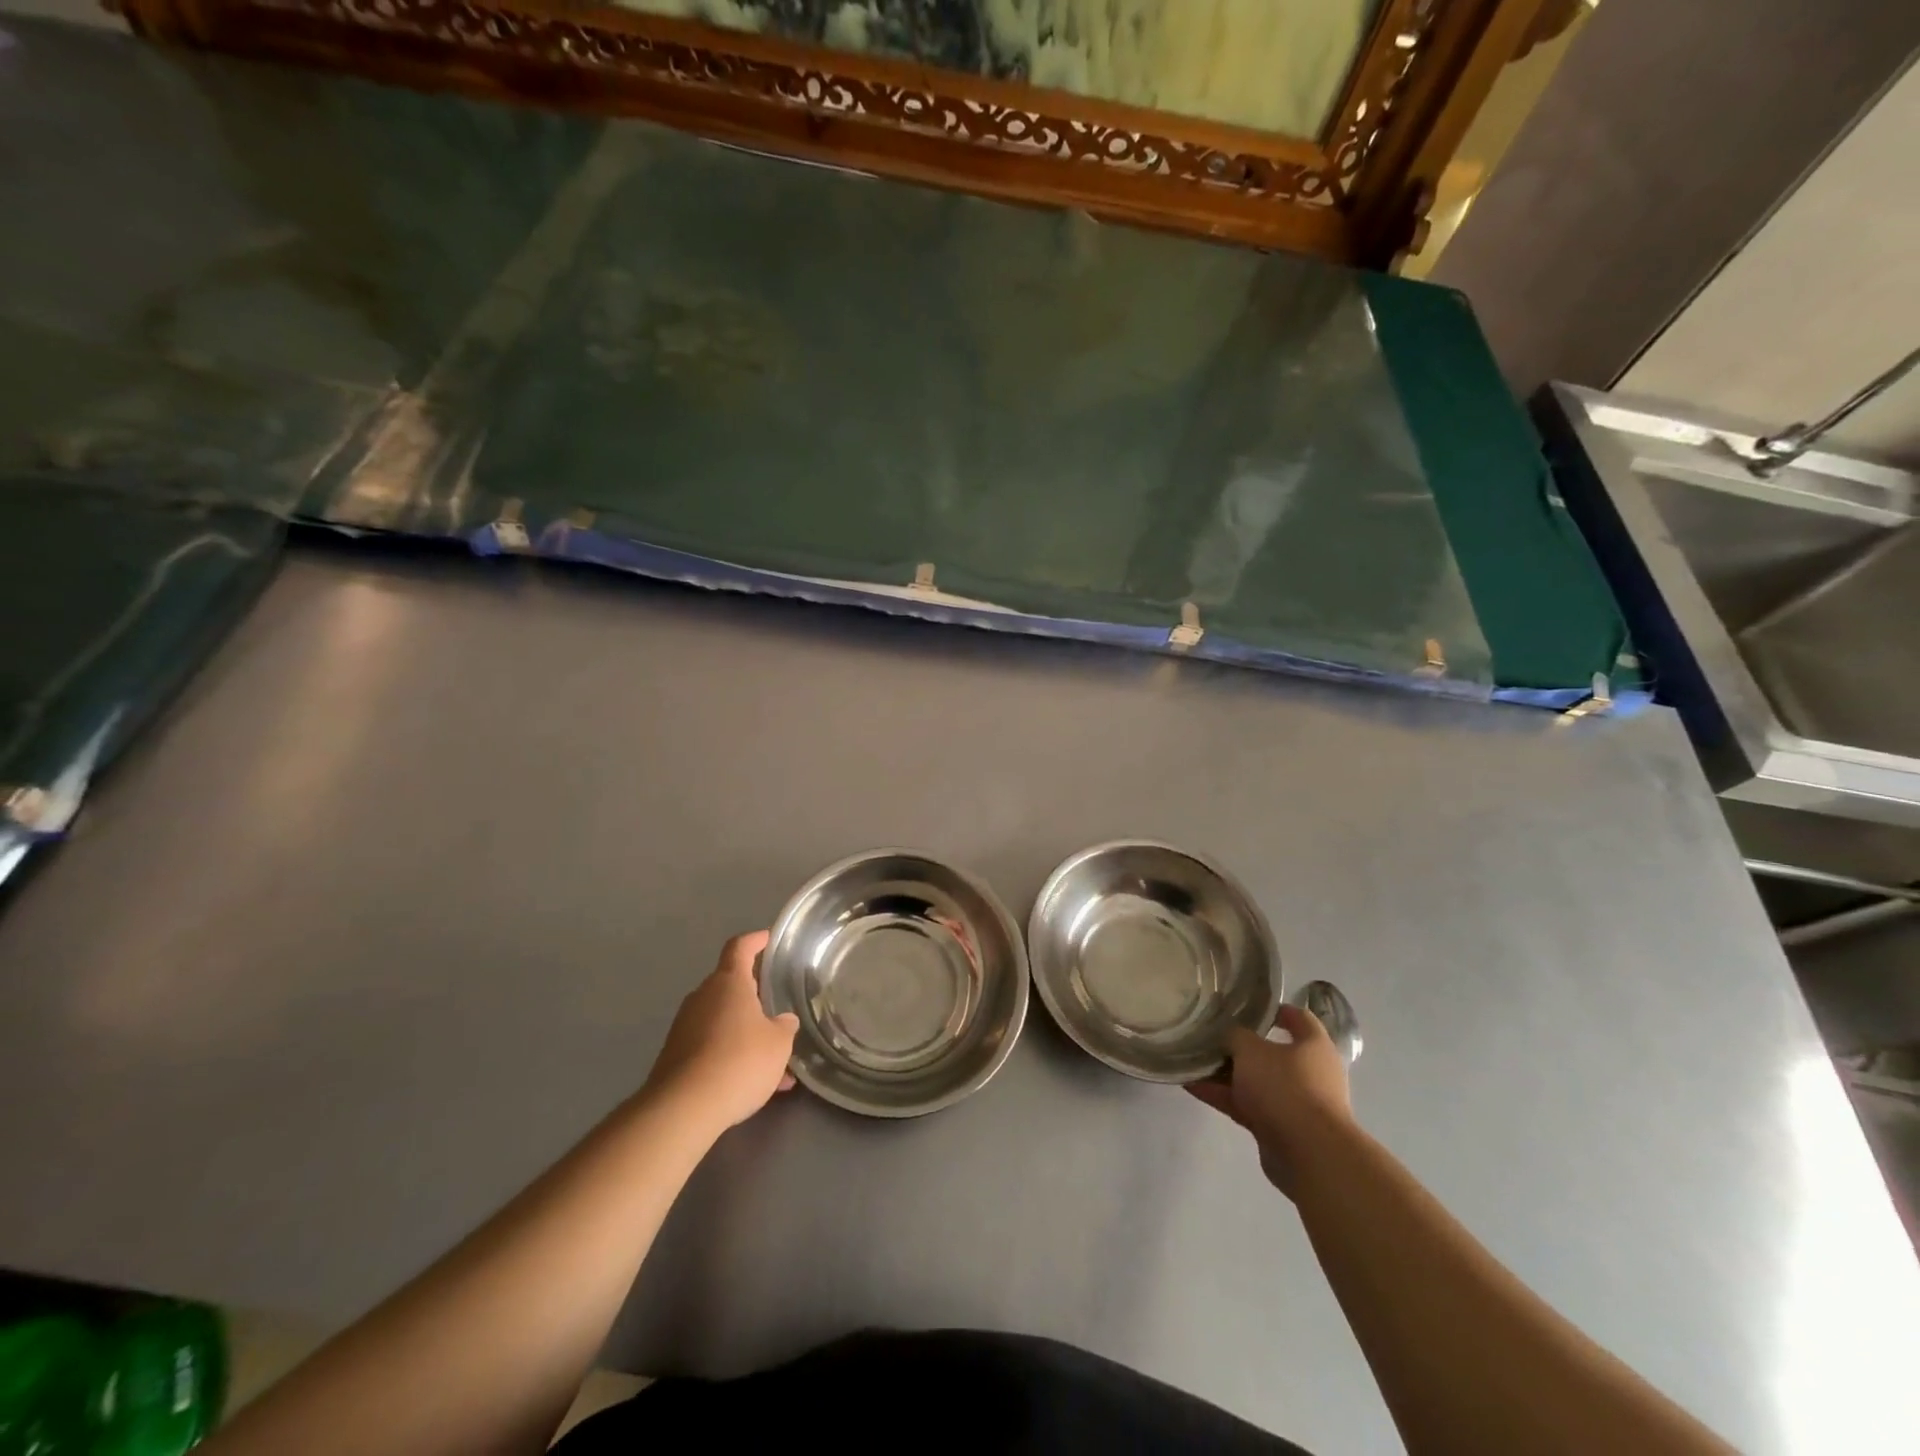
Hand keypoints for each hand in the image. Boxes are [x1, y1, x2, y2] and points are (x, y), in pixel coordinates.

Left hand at [644, 931, 799, 1133]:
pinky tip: (753, 1086)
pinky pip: (711, 1047)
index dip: (755, 941)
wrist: (683, 1109)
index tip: (767, 938)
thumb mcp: (778, 1044)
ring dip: (745, 1033)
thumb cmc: (739, 1061)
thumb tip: (783, 1021)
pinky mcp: (675, 1057)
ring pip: (723, 1021)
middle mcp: (703, 997)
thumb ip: (784, 1027)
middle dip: (753, 997)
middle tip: (777, 1008)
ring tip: (774, 1061)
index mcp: (729, 983)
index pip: (740, 948)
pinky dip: (731, 1057)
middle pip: (730, 986)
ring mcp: (685, 1027)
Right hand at [1188, 1003, 1354, 1199]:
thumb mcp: (1251, 1049)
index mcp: (1314, 1046)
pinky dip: (1223, 1097)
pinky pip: (1248, 1106)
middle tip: (1212, 1035)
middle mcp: (1310, 1073)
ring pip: (1257, 1081)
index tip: (1248, 1006)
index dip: (1275, 1010)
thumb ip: (1236, 1036)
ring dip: (1227, 1074)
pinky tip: (1192, 1086)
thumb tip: (1230, 1036)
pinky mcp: (1281, 1128)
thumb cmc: (1285, 1087)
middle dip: (1242, 1046)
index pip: (1299, 1018)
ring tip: (1194, 1061)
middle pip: (1273, 1053)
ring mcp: (1296, 1103)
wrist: (1309, 1154)